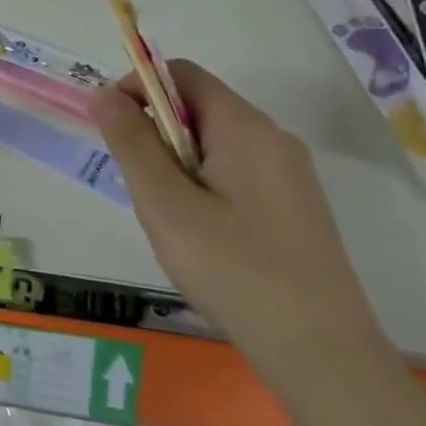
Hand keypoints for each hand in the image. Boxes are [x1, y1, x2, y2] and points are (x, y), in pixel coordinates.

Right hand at [90, 60, 390, 383]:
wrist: (320, 352)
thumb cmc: (233, 269)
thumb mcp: (165, 204)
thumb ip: (131, 142)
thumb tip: (104, 94)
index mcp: (245, 128)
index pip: (182, 74)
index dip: (138, 87)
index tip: (111, 129)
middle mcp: (273, 139)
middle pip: (199, 107)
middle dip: (155, 132)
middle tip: (138, 186)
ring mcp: (290, 174)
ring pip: (214, 143)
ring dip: (176, 162)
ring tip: (168, 217)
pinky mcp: (294, 206)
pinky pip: (235, 172)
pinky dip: (202, 184)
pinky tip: (200, 235)